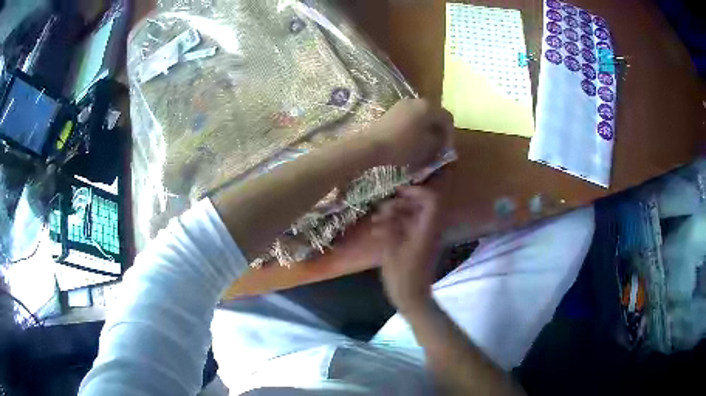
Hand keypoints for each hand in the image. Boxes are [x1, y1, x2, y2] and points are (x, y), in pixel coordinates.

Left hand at [368, 99, 453, 170]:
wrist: (372, 145)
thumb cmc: (404, 146)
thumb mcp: (428, 147)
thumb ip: (440, 142)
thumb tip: (441, 139)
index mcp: (428, 107)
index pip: (447, 118)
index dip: (450, 134)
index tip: (446, 149)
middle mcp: (416, 101)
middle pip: (434, 116)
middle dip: (437, 132)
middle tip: (437, 147)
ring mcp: (402, 105)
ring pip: (421, 117)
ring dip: (425, 130)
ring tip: (424, 146)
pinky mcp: (391, 112)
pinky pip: (409, 119)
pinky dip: (414, 129)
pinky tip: (410, 142)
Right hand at [372, 186, 440, 313]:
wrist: (412, 297)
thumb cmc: (402, 276)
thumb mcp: (391, 250)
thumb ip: (390, 225)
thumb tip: (386, 207)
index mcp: (426, 230)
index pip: (431, 200)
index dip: (416, 191)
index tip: (396, 192)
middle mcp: (429, 230)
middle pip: (421, 206)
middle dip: (400, 202)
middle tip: (381, 207)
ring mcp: (425, 238)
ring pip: (413, 216)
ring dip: (396, 214)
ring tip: (375, 219)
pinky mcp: (419, 245)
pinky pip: (410, 228)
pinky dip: (396, 225)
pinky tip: (378, 231)